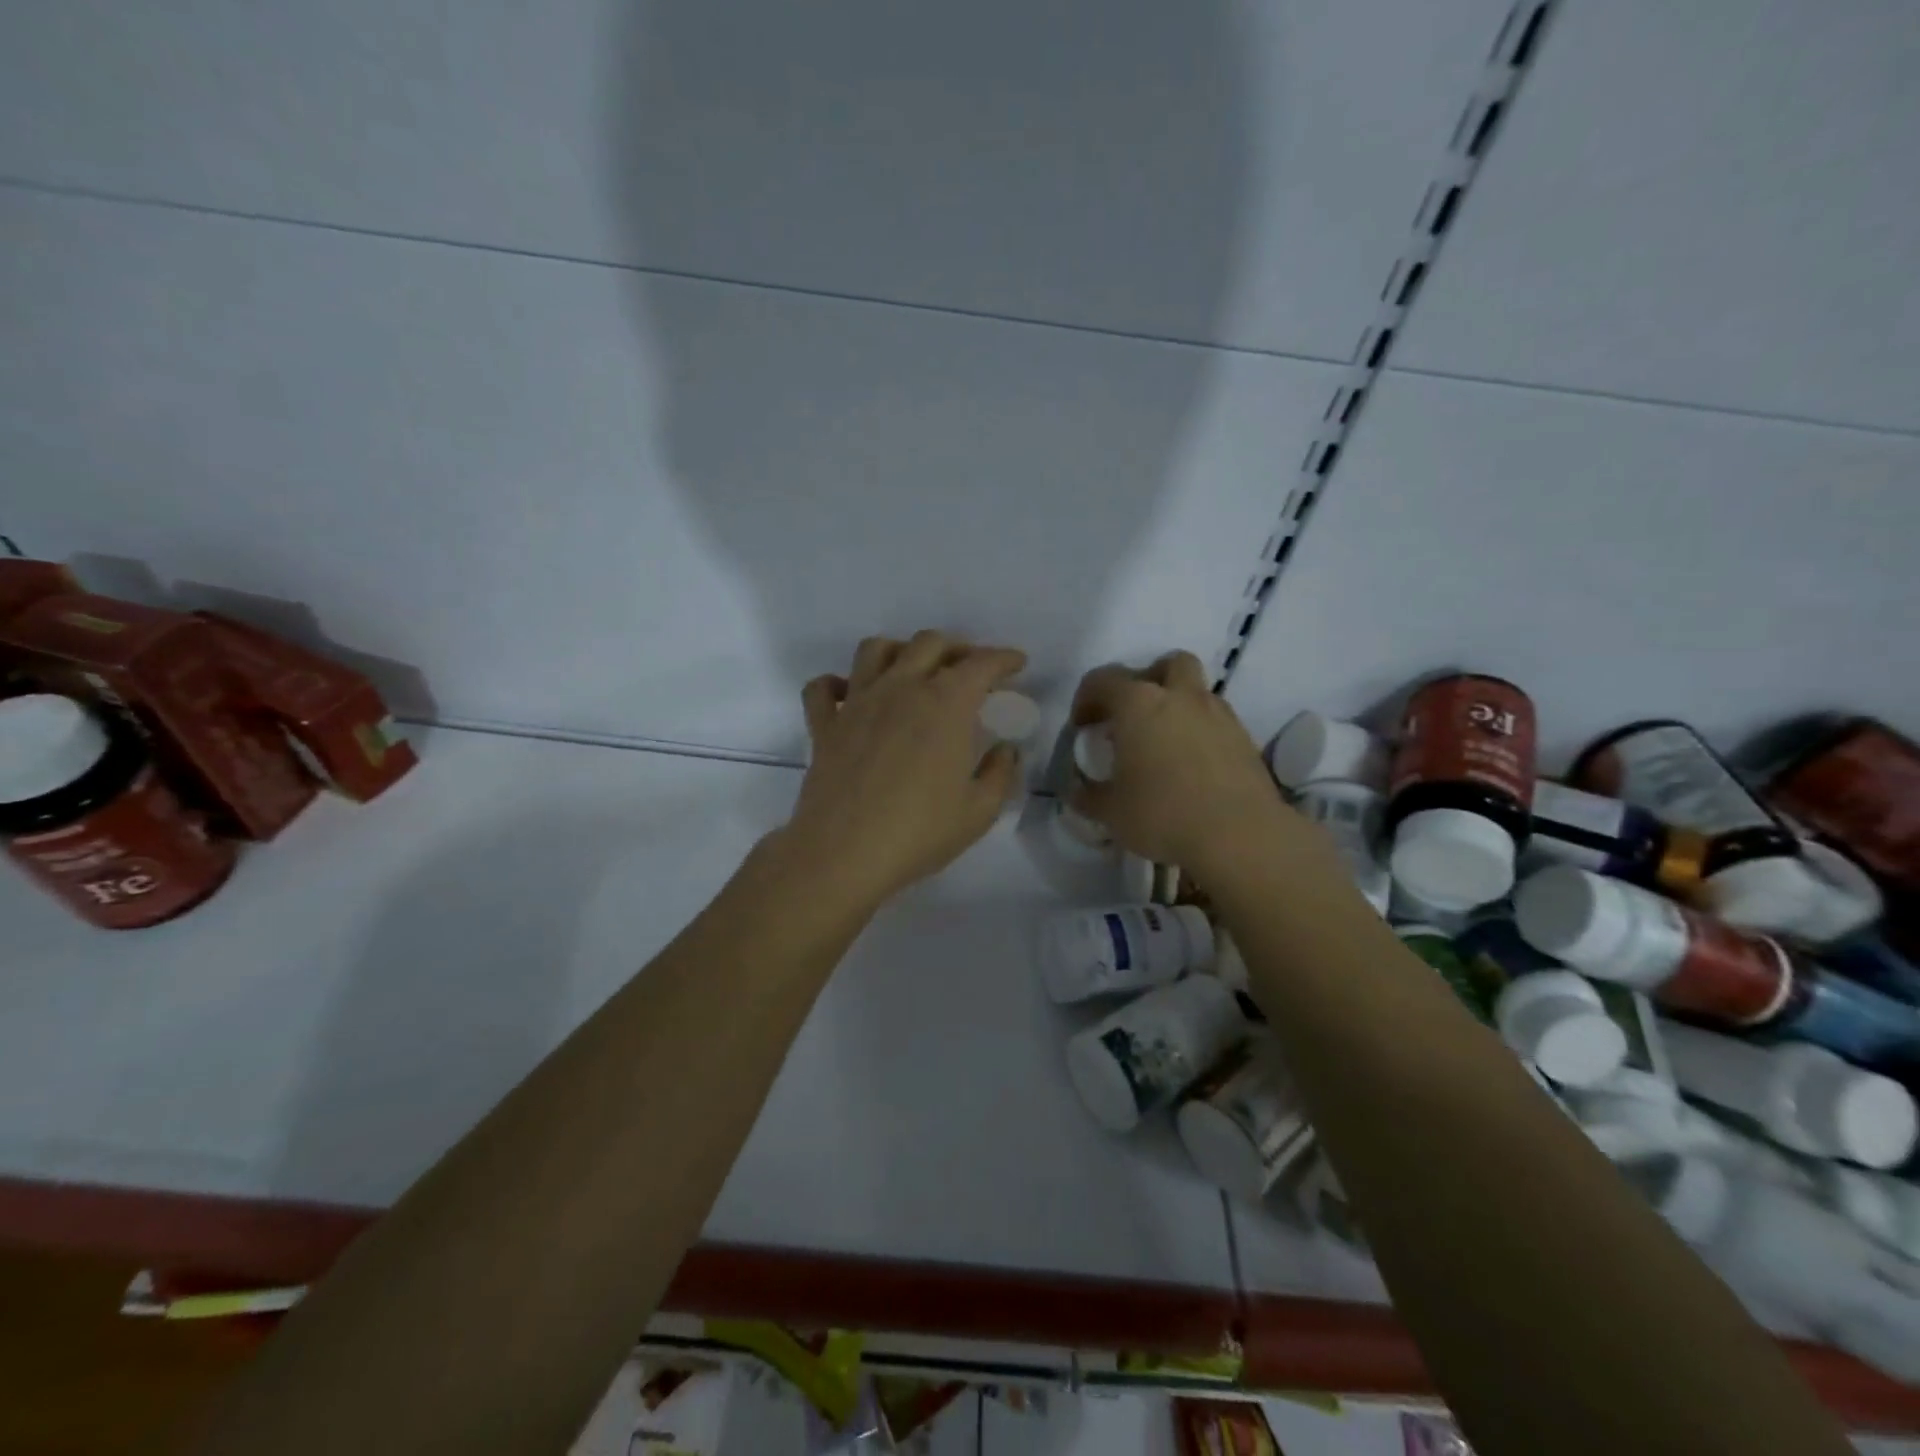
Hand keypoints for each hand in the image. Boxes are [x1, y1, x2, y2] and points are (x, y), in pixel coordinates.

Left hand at [777, 631, 1027, 913]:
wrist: (843, 854)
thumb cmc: (919, 832)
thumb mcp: (979, 811)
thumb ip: (1000, 773)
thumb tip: (1006, 750)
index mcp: (945, 704)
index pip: (981, 664)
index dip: (1004, 658)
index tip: (1017, 664)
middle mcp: (901, 688)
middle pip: (929, 643)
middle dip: (957, 648)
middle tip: (969, 669)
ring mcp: (857, 703)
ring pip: (875, 650)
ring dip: (899, 651)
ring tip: (912, 671)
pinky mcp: (824, 725)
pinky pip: (822, 689)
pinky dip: (835, 685)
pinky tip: (849, 696)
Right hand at [1069, 651, 1299, 873]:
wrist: (1240, 836)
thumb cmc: (1162, 814)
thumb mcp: (1110, 812)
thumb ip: (1088, 796)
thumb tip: (1076, 791)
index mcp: (1139, 704)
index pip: (1103, 680)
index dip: (1086, 699)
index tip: (1082, 727)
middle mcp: (1181, 697)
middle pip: (1166, 665)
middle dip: (1146, 681)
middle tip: (1131, 715)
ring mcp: (1218, 715)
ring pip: (1196, 691)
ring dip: (1176, 706)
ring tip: (1162, 743)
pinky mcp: (1244, 739)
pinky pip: (1215, 722)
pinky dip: (1199, 732)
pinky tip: (1190, 766)